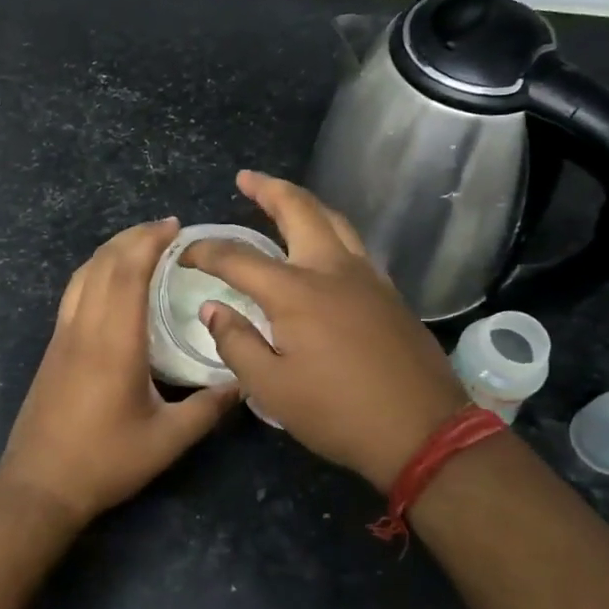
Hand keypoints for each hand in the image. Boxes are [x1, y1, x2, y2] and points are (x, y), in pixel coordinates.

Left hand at [0, 218, 237, 523]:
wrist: (39, 485)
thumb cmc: (106, 462)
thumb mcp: (167, 440)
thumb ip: (208, 408)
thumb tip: (244, 381)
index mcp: (114, 343)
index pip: (128, 273)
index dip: (149, 242)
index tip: (175, 227)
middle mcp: (84, 328)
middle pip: (103, 264)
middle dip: (133, 237)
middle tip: (165, 229)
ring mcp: (62, 336)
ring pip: (82, 274)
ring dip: (111, 250)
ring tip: (140, 245)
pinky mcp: (53, 348)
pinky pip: (73, 292)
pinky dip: (94, 271)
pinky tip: (110, 281)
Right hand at [183, 171, 467, 491]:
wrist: (423, 430)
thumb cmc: (339, 412)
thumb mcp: (272, 388)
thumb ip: (237, 343)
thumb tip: (212, 308)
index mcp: (296, 292)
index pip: (239, 258)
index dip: (206, 252)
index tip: (185, 254)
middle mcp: (332, 269)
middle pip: (299, 210)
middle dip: (268, 189)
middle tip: (246, 179)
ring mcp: (367, 276)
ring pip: (334, 220)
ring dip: (303, 203)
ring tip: (282, 200)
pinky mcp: (389, 292)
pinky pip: (353, 244)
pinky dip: (329, 229)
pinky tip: (322, 245)